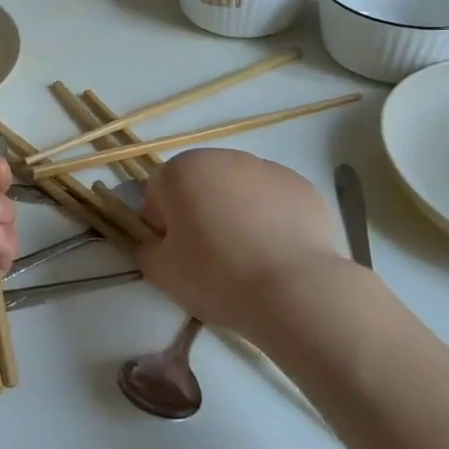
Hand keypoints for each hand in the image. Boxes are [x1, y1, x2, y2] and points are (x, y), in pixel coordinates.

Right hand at [136, 149, 351, 340]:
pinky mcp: (302, 186)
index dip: (162, 225)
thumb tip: (155, 243)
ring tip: (248, 257)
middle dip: (199, 212)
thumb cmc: (217, 276)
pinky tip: (276, 253)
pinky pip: (273, 200)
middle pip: (199, 185)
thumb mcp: (161, 272)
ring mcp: (267, 168)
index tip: (177, 254)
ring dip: (235, 212)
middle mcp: (223, 158)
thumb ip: (146, 249)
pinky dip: (271, 218)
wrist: (294, 290)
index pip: (158, 193)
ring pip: (238, 190)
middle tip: (210, 256)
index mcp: (182, 171)